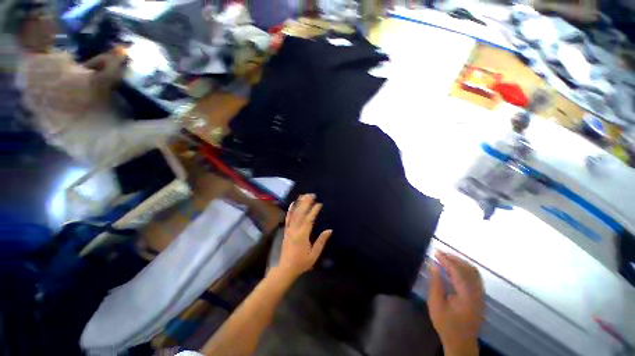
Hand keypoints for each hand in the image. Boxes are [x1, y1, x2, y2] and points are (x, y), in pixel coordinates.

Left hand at [277, 194, 331, 279]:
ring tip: (304, 195)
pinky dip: (290, 209)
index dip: (314, 211)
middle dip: (306, 203)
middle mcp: (295, 229)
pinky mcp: (286, 230)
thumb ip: (321, 241)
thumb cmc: (301, 262)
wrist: (286, 269)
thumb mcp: (314, 254)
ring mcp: (289, 229)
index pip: (309, 219)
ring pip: (294, 213)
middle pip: (301, 213)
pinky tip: (293, 203)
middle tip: (312, 195)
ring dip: (299, 203)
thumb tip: (329, 230)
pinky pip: (288, 218)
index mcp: (302, 235)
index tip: (319, 203)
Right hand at [428, 251, 484, 355]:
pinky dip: (465, 269)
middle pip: (469, 269)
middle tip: (440, 253)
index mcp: (467, 296)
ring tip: (446, 258)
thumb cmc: (446, 324)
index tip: (435, 252)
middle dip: (454, 258)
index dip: (446, 260)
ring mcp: (481, 296)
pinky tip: (455, 269)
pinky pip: (475, 278)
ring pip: (474, 272)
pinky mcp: (480, 297)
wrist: (461, 343)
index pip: (458, 271)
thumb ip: (436, 283)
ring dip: (460, 262)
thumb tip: (434, 265)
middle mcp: (478, 293)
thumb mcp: (436, 304)